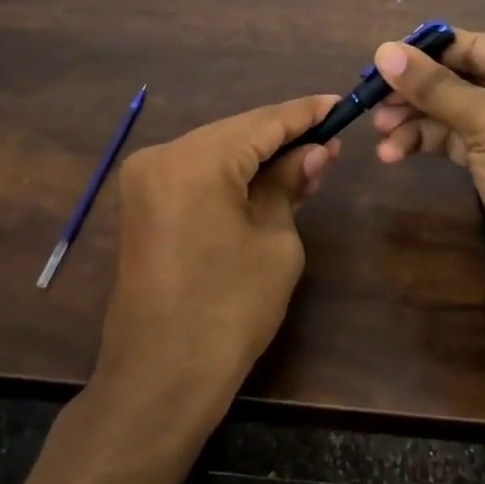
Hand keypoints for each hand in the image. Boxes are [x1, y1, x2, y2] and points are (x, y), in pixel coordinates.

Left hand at [95, 95, 341, 419]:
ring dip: (260, 156)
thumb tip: (314, 151)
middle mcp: (162, 155)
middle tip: (331, 141)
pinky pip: (198, 173)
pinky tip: (268, 179)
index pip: (263, 121)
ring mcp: (146, 179)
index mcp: (195, 159)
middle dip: (284, 136)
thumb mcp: (275, 242)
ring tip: (309, 159)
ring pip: (217, 151)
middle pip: (237, 132)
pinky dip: (233, 174)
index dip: (306, 113)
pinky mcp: (143, 204)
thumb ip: (290, 184)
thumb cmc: (228, 311)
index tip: (341, 103)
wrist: (159, 381)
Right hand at [369, 31, 484, 317]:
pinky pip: (469, 140)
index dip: (425, 54)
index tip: (378, 62)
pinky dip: (436, 143)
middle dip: (420, 94)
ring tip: (380, 135)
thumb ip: (432, 86)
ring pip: (464, 111)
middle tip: (373, 104)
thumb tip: (382, 49)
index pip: (478, 45)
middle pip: (468, 78)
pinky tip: (398, 152)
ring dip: (421, 122)